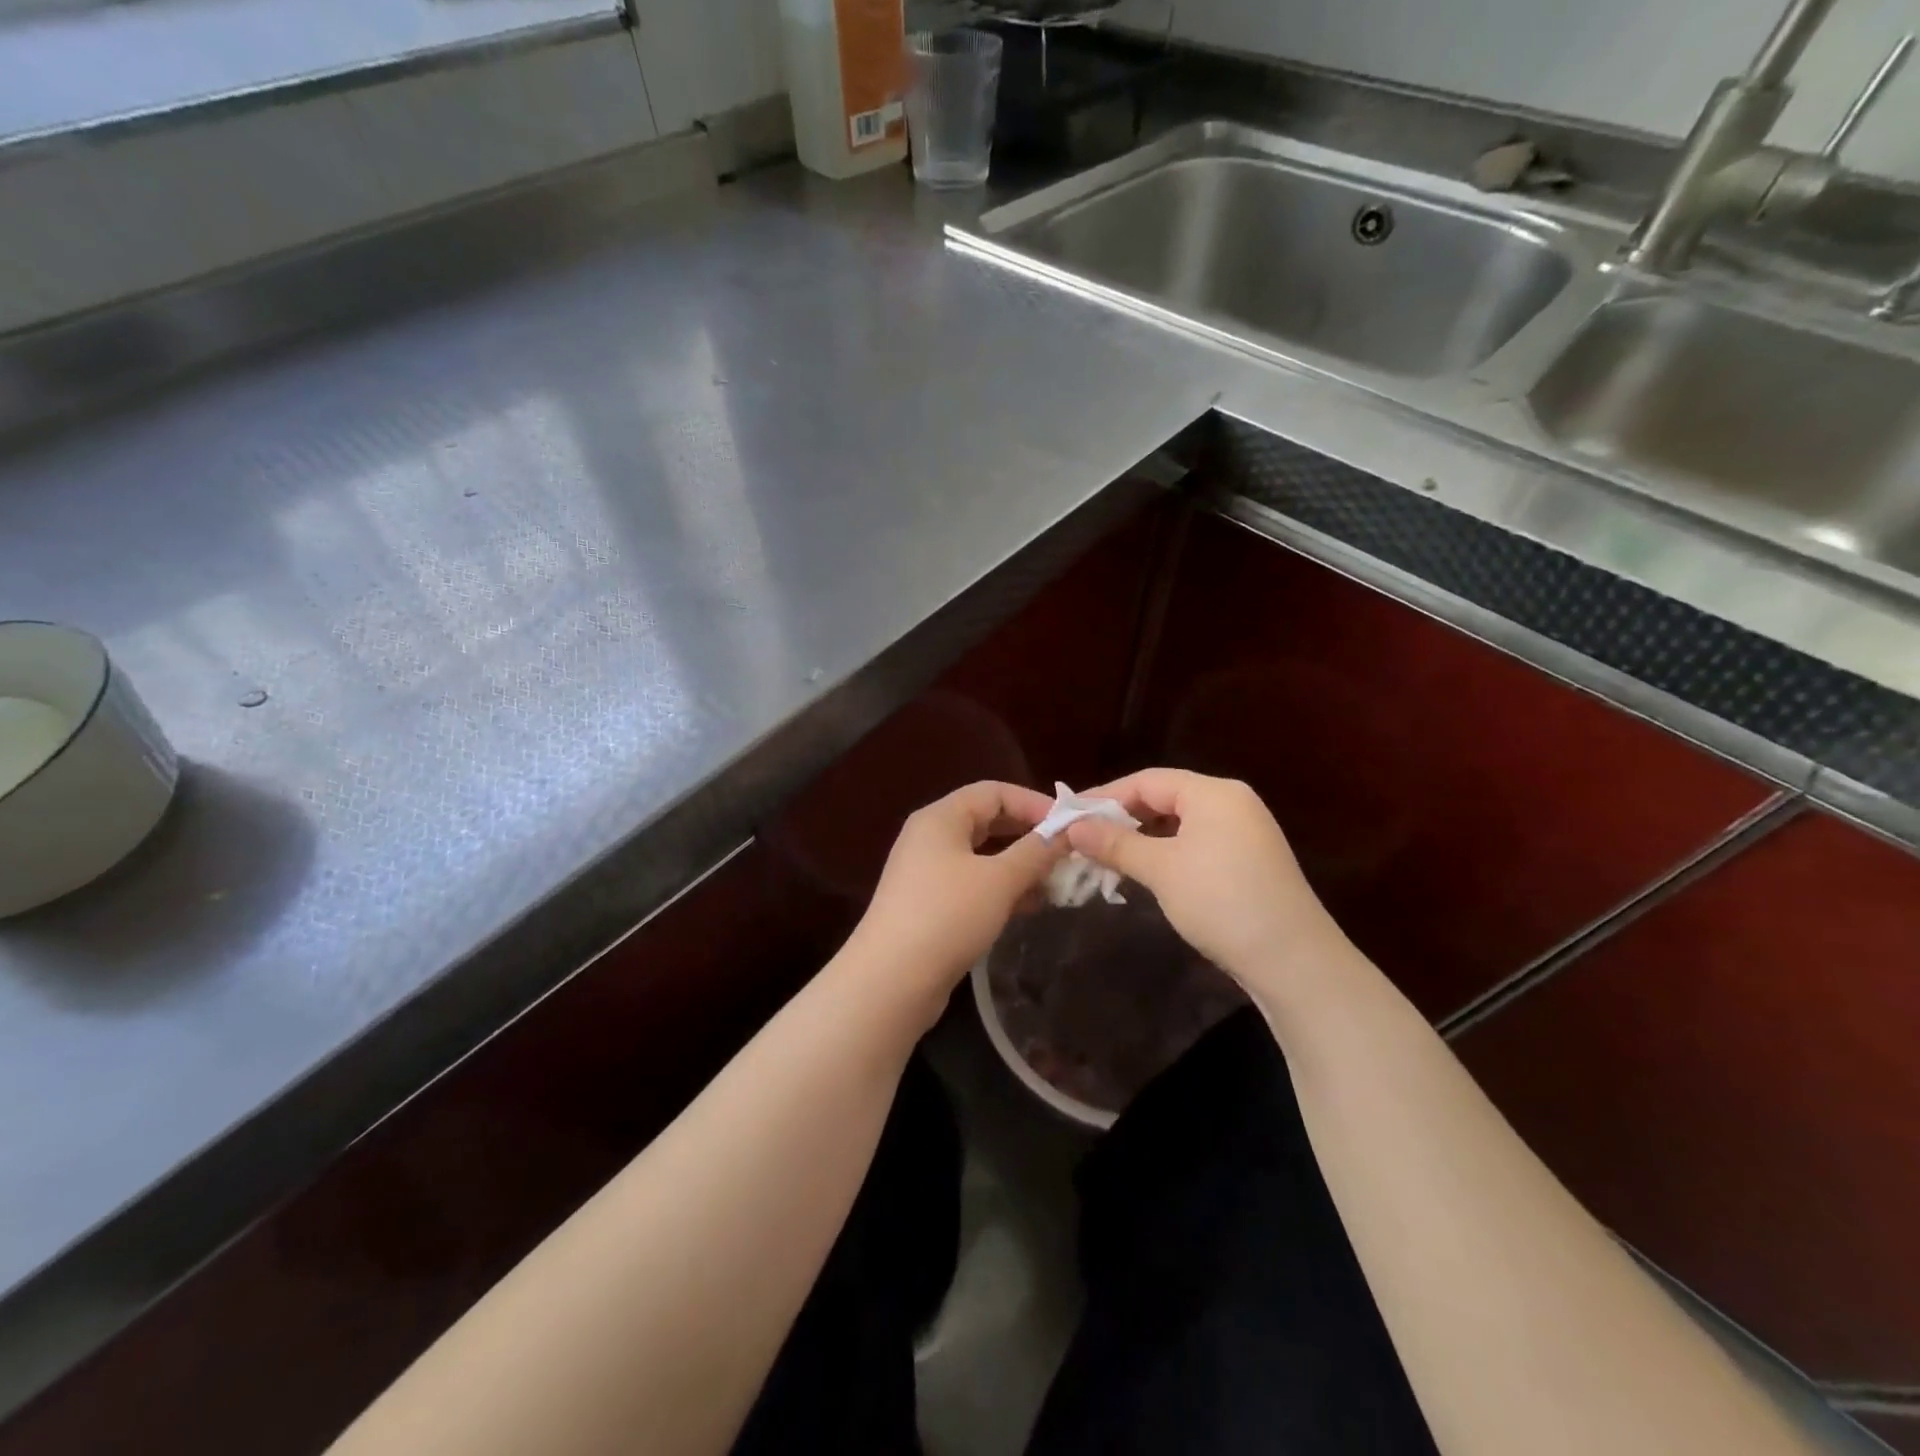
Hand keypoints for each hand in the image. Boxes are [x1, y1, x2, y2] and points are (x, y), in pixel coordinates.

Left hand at [846, 780, 1063, 1003]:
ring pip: (983, 856)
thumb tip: (1068, 831)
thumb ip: (1037, 851)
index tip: (1071, 826)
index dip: (1034, 803)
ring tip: (1057, 883)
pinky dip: (1002, 889)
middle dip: (1029, 835)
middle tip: (1068, 854)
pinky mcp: (930, 905)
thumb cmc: (947, 916)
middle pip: (988, 821)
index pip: (994, 792)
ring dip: (1020, 865)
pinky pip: (973, 883)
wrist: (891, 981)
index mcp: (941, 817)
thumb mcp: (999, 880)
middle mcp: (930, 837)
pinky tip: (1030, 907)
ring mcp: (927, 872)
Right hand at [1064, 768, 1350, 995]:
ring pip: (1179, 824)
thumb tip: (1073, 827)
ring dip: (1141, 838)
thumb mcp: (1161, 869)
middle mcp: (1231, 803)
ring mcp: (1244, 833)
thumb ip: (1115, 843)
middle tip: (1083, 839)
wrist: (1293, 960)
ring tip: (1106, 858)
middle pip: (1164, 798)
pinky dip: (1165, 853)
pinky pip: (1195, 844)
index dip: (1105, 797)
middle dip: (1122, 818)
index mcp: (1214, 793)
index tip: (1070, 817)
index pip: (1148, 780)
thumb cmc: (1221, 901)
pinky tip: (1144, 872)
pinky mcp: (1247, 862)